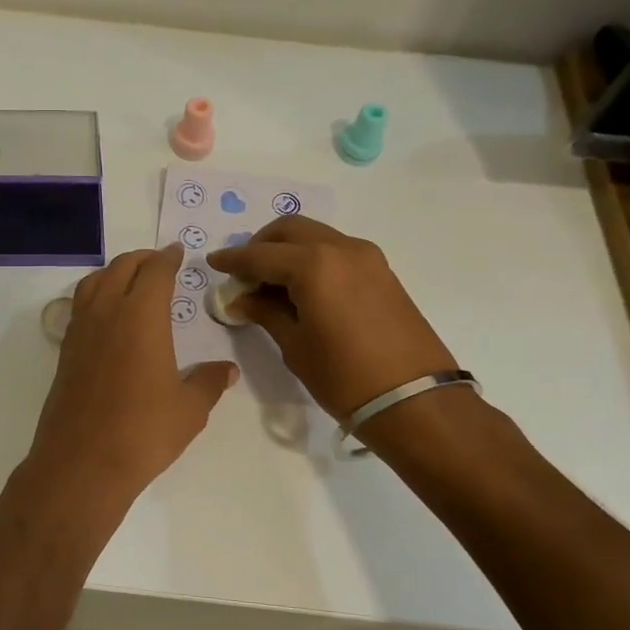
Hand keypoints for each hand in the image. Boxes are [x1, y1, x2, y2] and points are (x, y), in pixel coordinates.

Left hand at [23, 245, 237, 508]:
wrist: (82, 463)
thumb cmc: (143, 432)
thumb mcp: (189, 409)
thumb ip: (209, 383)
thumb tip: (228, 370)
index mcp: (141, 316)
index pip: (156, 271)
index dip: (168, 257)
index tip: (178, 252)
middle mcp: (107, 313)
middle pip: (122, 268)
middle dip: (143, 259)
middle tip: (160, 262)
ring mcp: (80, 331)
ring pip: (95, 282)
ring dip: (115, 272)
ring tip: (132, 280)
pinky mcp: (65, 351)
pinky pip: (81, 306)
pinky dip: (96, 294)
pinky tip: (107, 315)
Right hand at [206, 216, 457, 421]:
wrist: (414, 400)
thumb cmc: (344, 377)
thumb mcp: (295, 346)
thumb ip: (265, 312)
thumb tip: (241, 298)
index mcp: (314, 265)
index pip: (260, 255)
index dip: (233, 260)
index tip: (214, 262)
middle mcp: (340, 248)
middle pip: (289, 230)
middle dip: (261, 245)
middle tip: (244, 274)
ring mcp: (366, 256)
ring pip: (315, 236)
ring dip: (288, 249)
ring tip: (271, 283)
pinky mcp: (381, 271)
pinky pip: (335, 250)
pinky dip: (312, 258)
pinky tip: (302, 288)